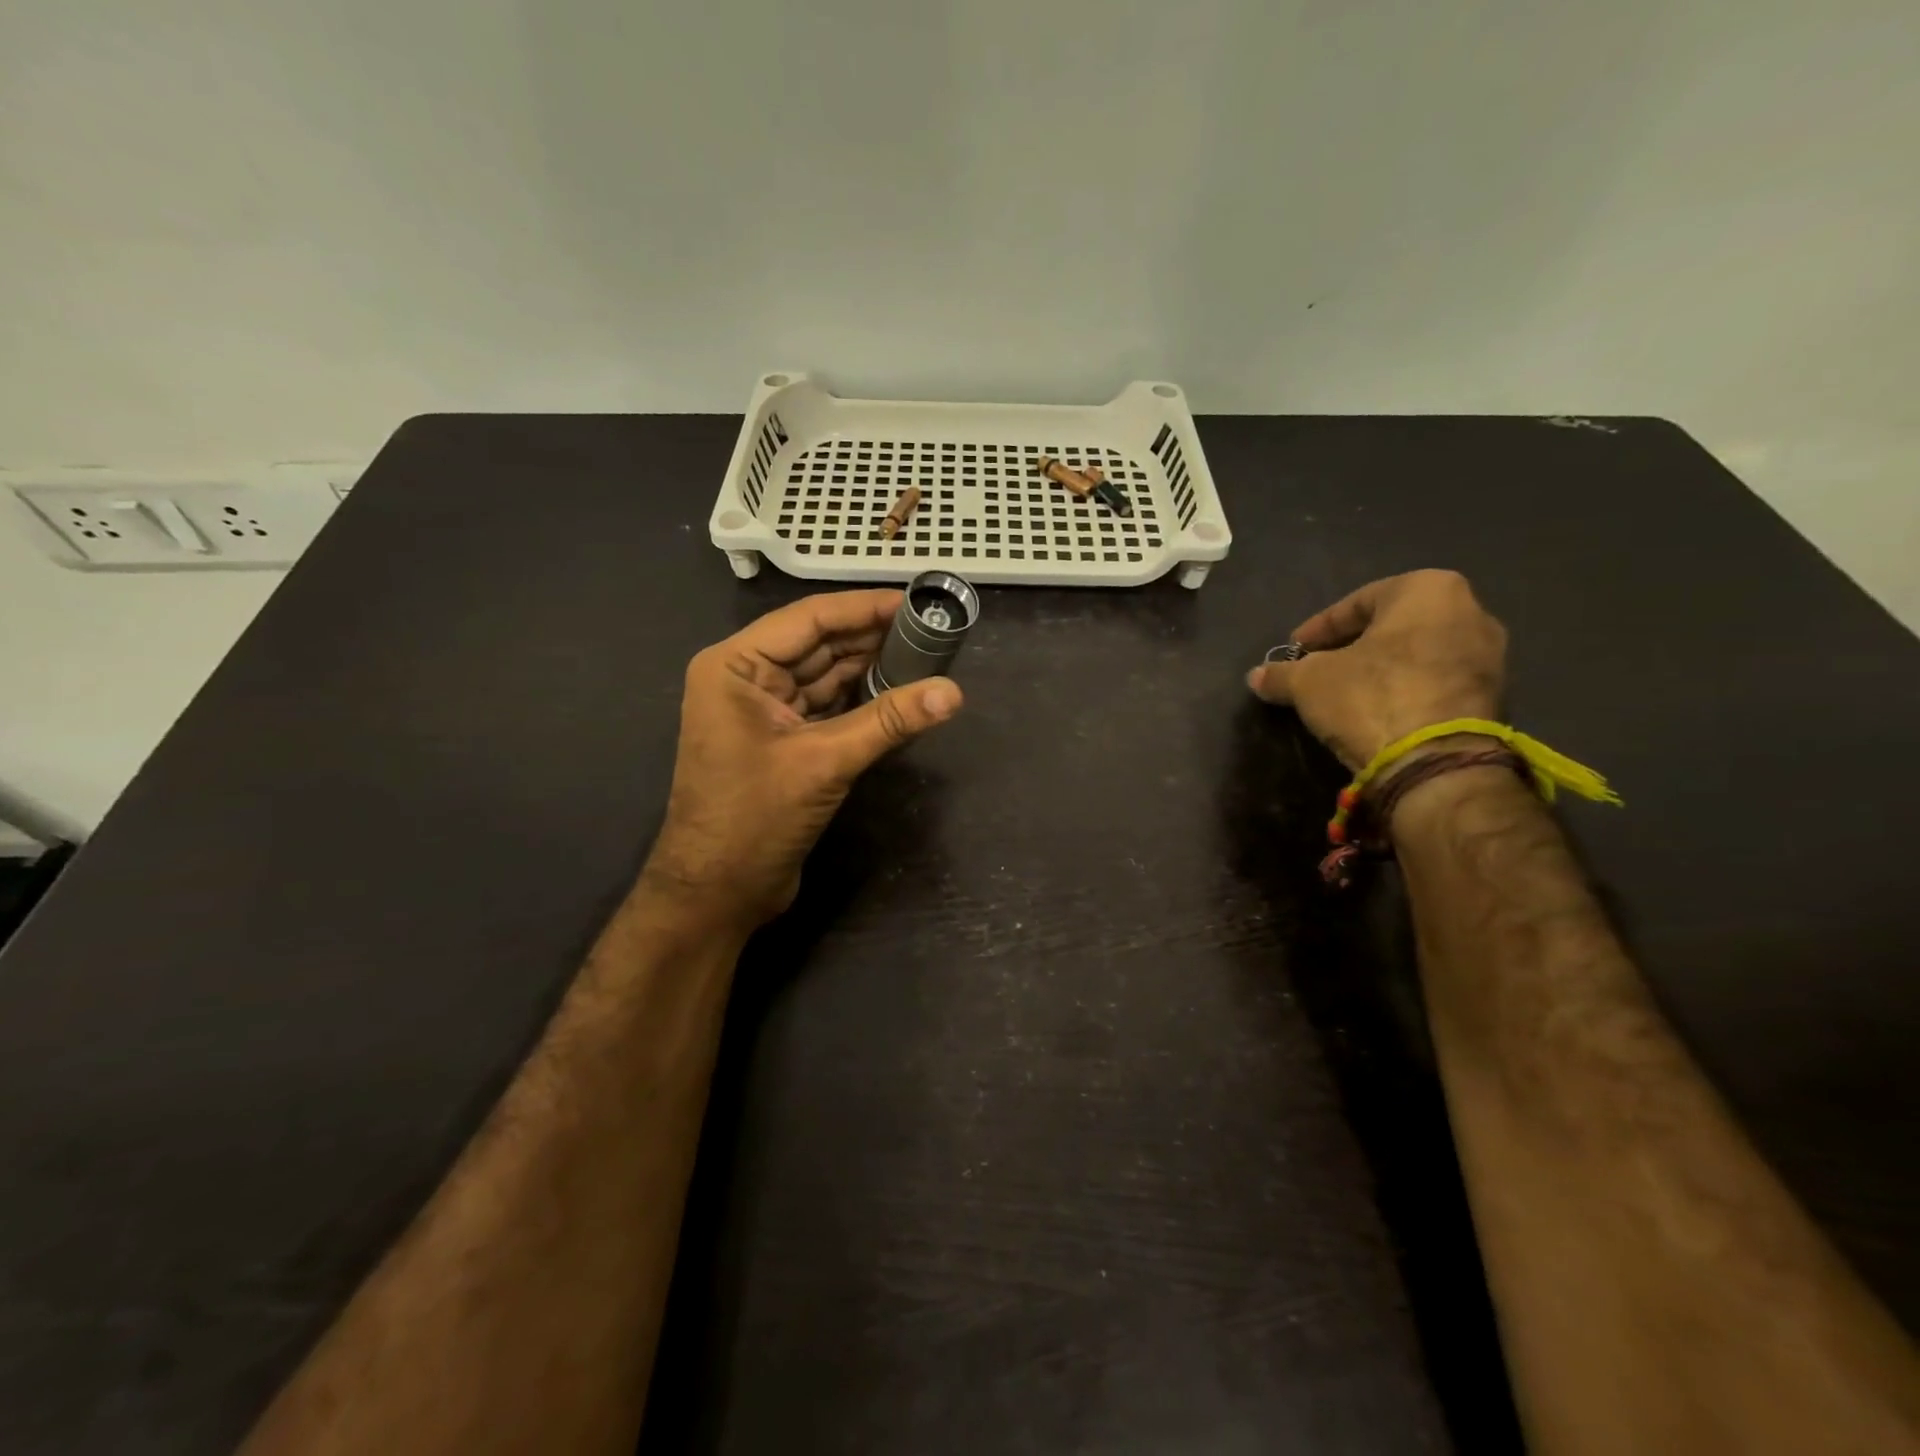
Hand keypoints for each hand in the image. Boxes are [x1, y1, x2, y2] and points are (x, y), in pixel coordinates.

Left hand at [645, 590, 962, 924]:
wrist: (717, 893)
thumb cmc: (754, 819)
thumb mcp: (825, 762)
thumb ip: (889, 721)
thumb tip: (954, 692)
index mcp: (736, 666)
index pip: (809, 619)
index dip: (863, 608)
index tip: (915, 601)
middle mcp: (746, 678)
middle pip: (818, 644)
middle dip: (872, 638)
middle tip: (931, 629)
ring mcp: (763, 711)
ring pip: (825, 676)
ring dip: (870, 669)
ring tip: (925, 656)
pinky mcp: (782, 741)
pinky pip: (827, 707)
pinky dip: (861, 701)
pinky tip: (899, 694)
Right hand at [1247, 570, 1506, 770]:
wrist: (1436, 762)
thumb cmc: (1370, 697)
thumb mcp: (1308, 682)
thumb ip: (1281, 674)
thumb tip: (1256, 677)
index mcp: (1428, 589)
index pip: (1358, 601)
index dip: (1318, 628)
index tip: (1295, 651)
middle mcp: (1471, 612)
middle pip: (1392, 626)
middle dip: (1352, 647)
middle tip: (1318, 669)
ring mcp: (1490, 657)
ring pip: (1416, 654)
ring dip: (1379, 670)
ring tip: (1343, 694)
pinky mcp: (1493, 698)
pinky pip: (1436, 683)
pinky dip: (1404, 690)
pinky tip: (1376, 713)